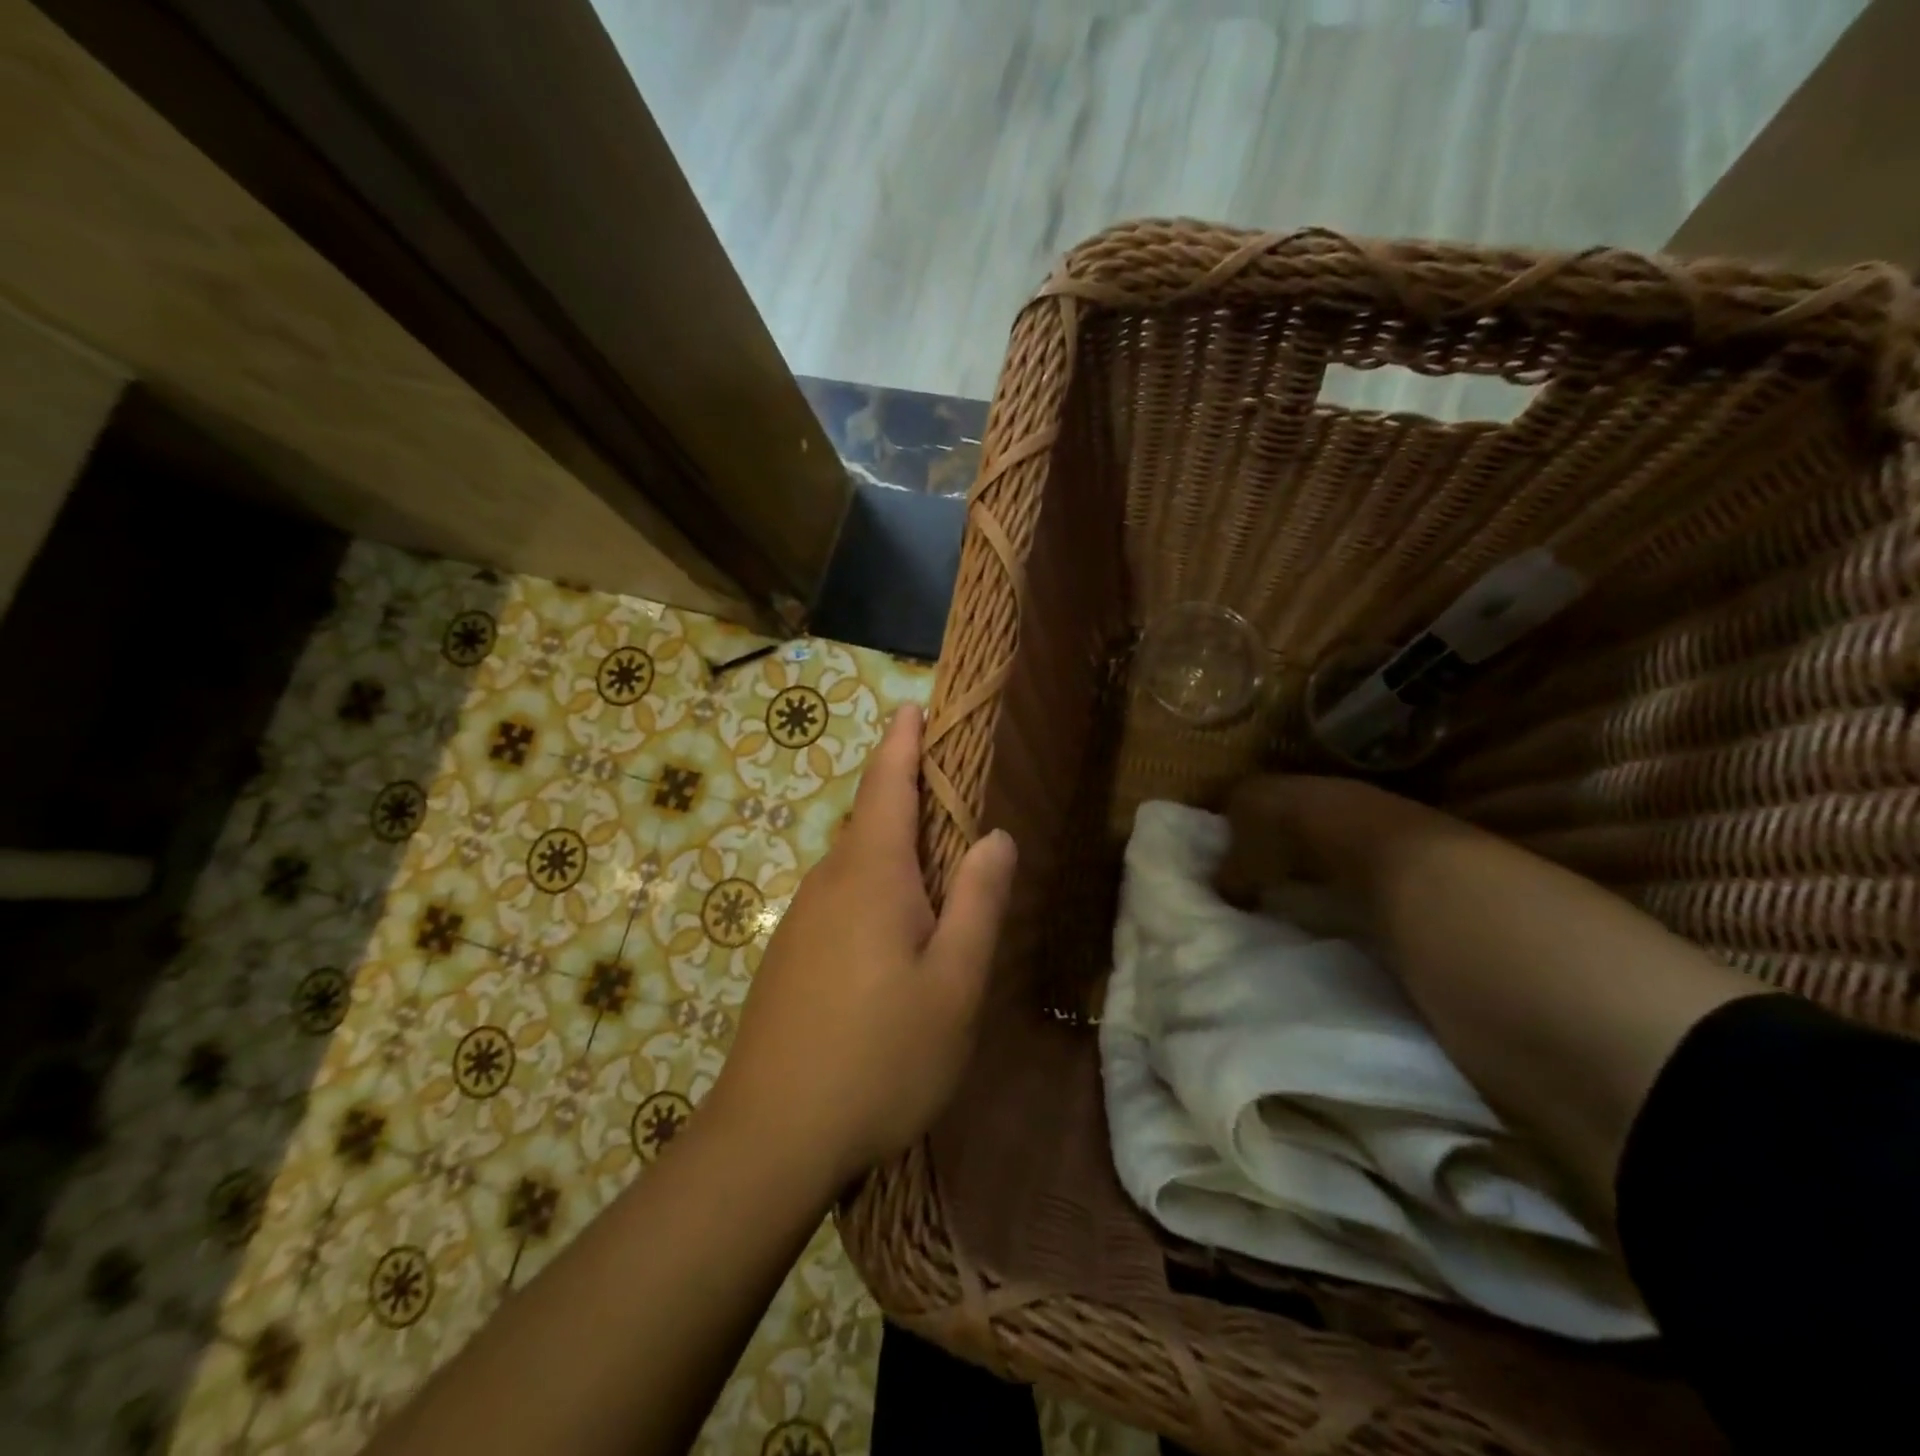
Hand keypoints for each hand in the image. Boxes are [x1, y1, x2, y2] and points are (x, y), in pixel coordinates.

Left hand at [706, 704, 1017, 1186]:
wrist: (770, 1138)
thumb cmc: (879, 1056)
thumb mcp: (954, 983)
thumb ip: (978, 903)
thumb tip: (995, 835)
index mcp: (871, 874)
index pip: (887, 784)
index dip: (902, 743)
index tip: (914, 708)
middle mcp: (828, 883)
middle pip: (872, 822)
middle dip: (909, 801)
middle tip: (957, 812)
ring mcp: (802, 921)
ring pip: (857, 868)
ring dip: (896, 858)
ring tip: (939, 886)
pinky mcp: (790, 958)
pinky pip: (841, 903)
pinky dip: (875, 896)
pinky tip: (895, 946)